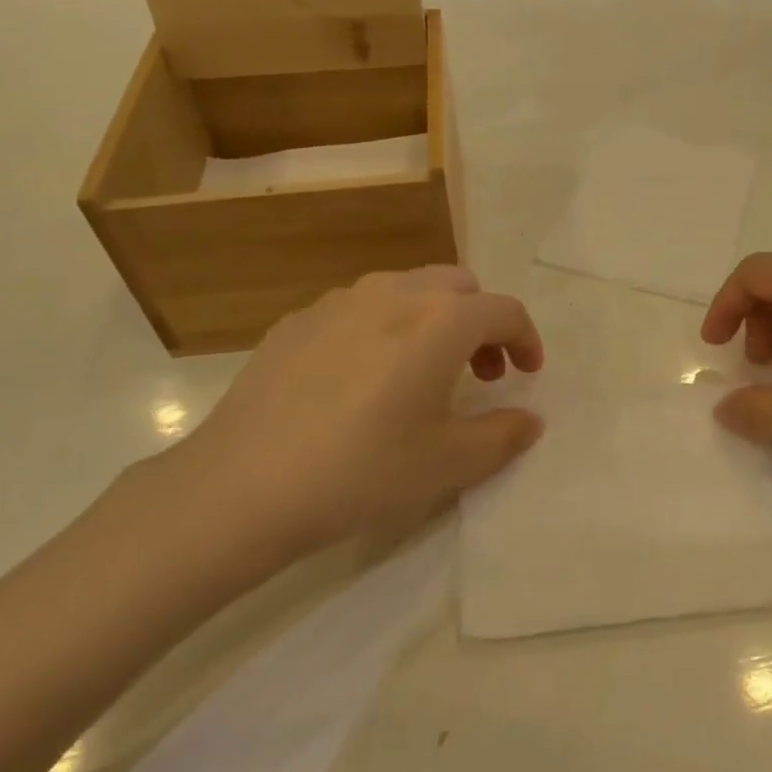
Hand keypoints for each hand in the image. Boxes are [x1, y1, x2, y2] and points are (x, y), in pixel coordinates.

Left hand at [136, 267, 544, 582]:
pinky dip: (384, 327)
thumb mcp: (447, 464)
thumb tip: (529, 420)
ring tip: (423, 372)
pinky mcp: (297, 320)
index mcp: (440, 320)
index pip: (503, 311)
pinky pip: (360, 308)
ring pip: (408, 288)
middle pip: (459, 285)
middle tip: (480, 373)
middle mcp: (394, 293)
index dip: (526, 340)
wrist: (241, 486)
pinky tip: (363, 379)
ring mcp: (339, 301)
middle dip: (482, 322)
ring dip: (434, 319)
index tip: (528, 374)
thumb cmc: (361, 470)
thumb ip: (502, 436)